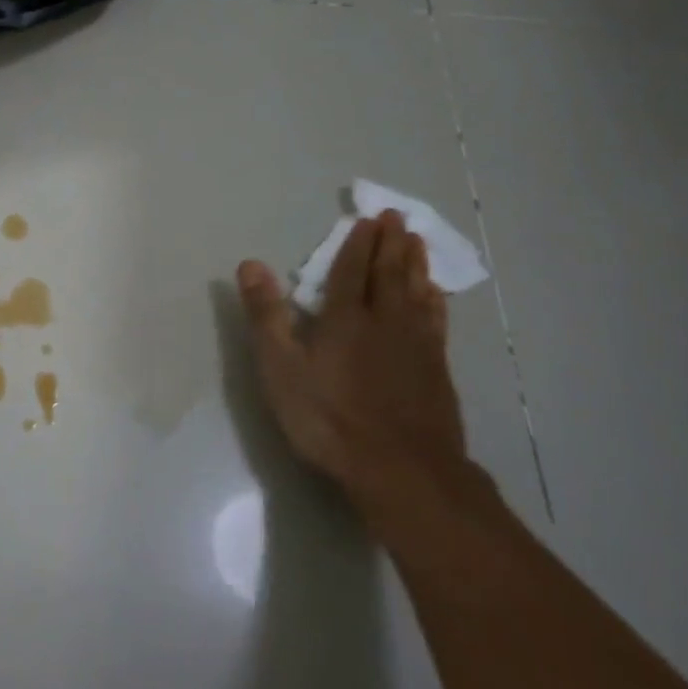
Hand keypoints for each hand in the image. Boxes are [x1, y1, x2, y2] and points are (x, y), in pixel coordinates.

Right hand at [237, 212, 467, 526]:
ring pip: (417, 292)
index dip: (358, 244)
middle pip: (389, 274)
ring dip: (416, 264)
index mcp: (345, 319)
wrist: (401, 470)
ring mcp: (416, 346)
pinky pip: (436, 320)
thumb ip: (267, 316)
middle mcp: (385, 322)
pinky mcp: (437, 370)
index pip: (351, 271)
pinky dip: (435, 300)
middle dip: (390, 243)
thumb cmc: (330, 420)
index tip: (367, 220)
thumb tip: (250, 264)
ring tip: (417, 242)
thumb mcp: (281, 369)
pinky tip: (436, 295)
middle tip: (397, 217)